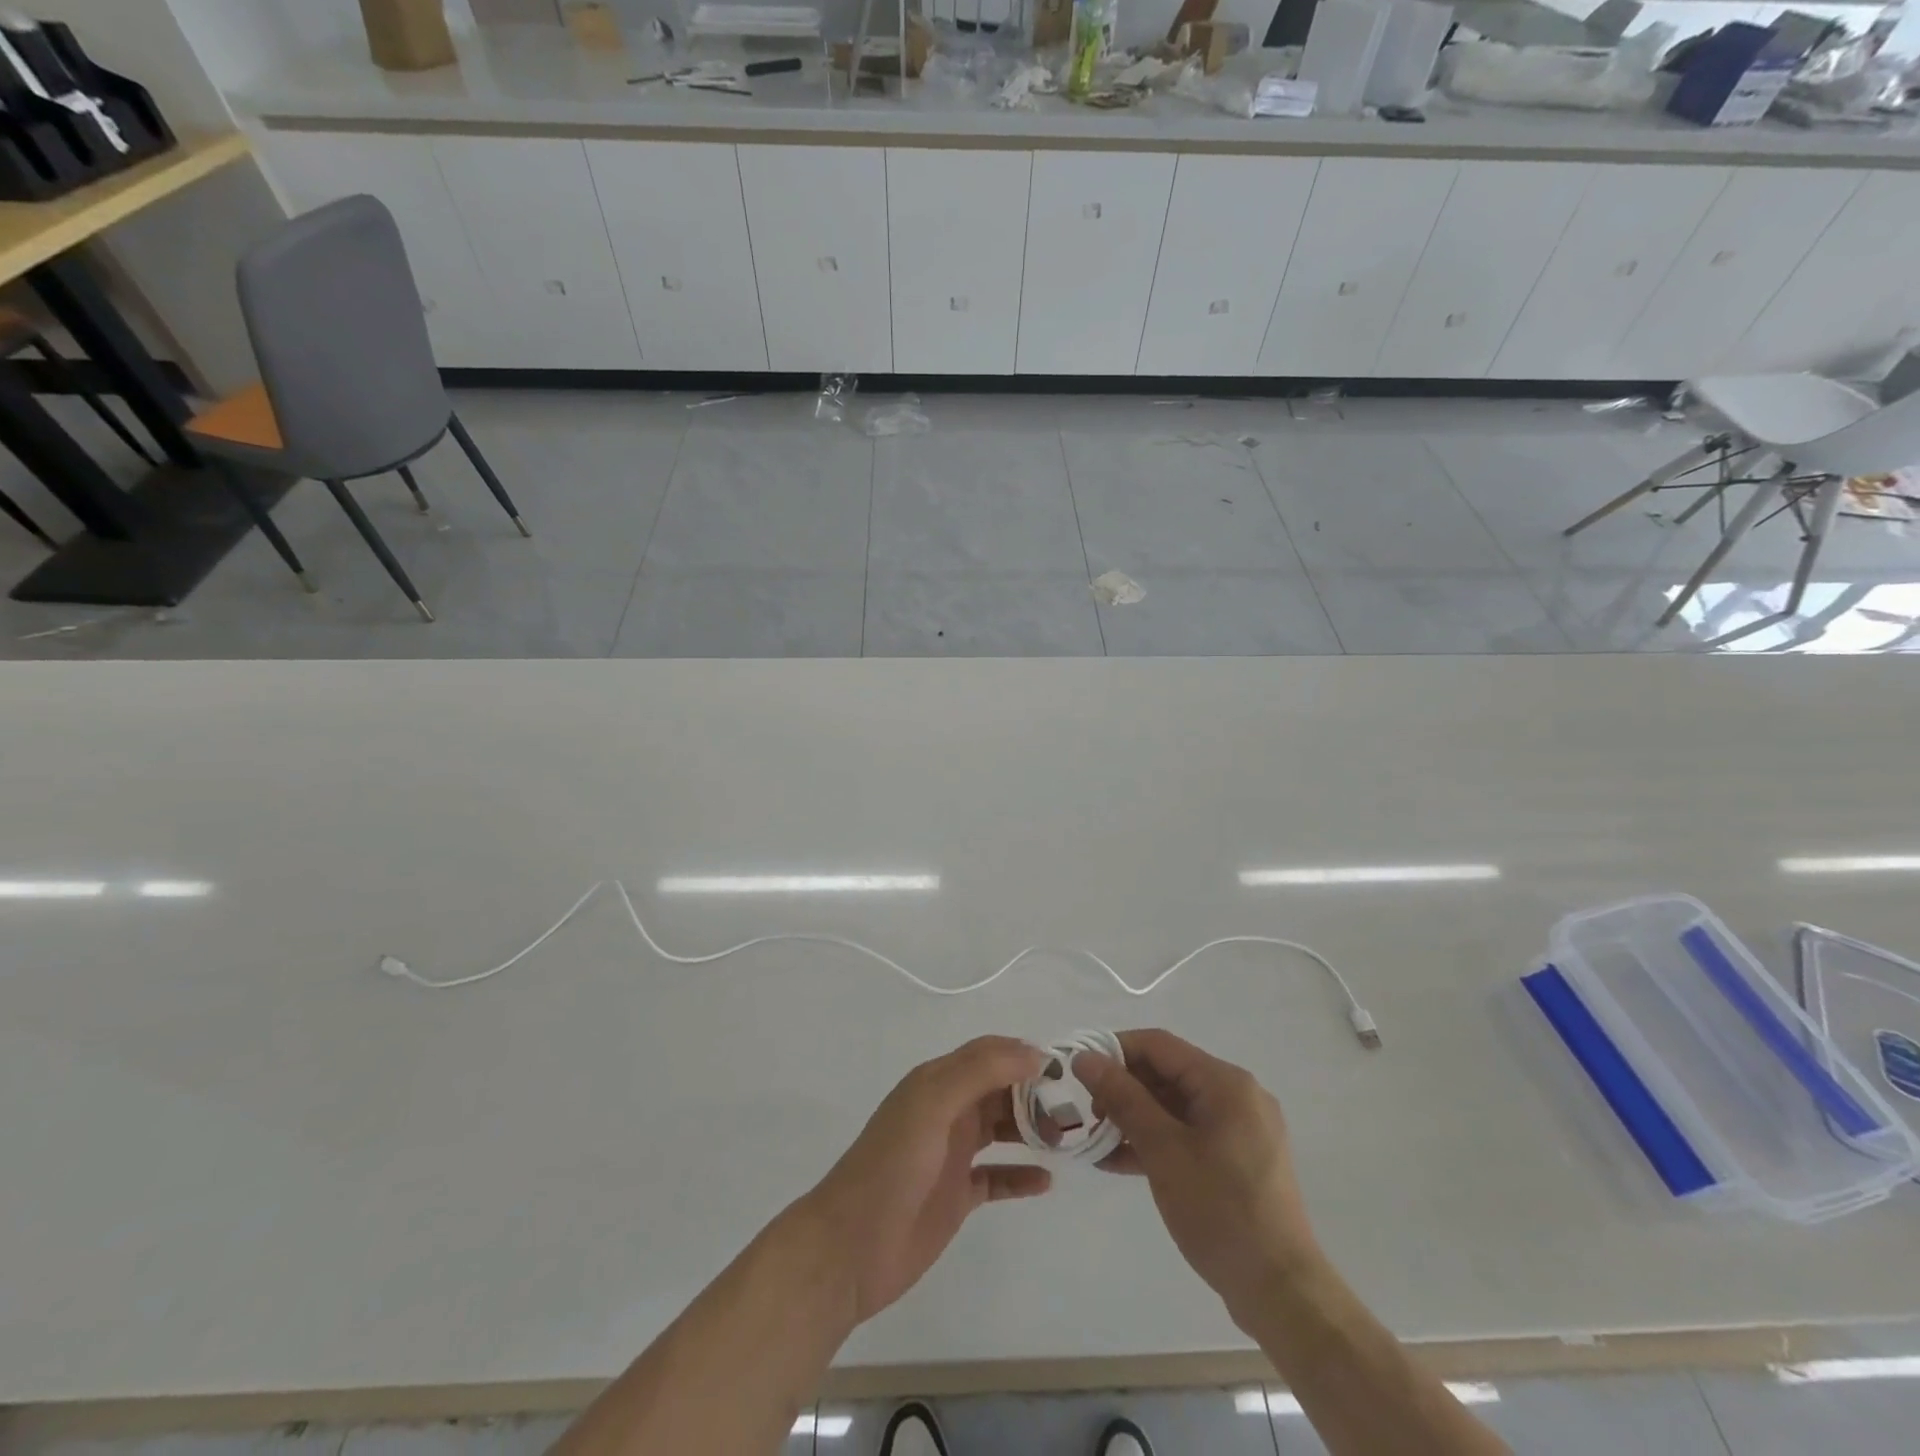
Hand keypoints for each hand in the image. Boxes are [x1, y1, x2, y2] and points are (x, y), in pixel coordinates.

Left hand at [801, 1036, 1051, 1325]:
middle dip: (1036, 1094)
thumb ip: (979, 1072)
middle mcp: (947, 1110)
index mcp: (937, 1082)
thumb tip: (1033, 1053)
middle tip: (1078, 1109)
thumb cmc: (891, 1167)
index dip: (1024, 1055)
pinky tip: (1046, 1181)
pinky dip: (1021, 1175)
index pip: (989, 1054)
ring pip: (1001, 1129)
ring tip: (1070, 1139)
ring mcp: (952, 1153)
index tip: (1067, 1069)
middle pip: (1000, 1090)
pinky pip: (997, 1176)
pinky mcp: (956, 1195)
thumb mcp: (932, 1105)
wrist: (849, 1249)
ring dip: (1033, 1130)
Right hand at [1075, 1030, 1321, 1324]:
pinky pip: (1189, 1134)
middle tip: (1088, 1114)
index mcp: (1226, 1083)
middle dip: (1124, 1089)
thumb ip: (1123, 1098)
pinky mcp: (1239, 1160)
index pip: (1159, 1045)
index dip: (1115, 1051)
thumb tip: (1085, 1058)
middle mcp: (1238, 1096)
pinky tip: (1120, 1161)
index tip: (1080, 1073)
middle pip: (1168, 1073)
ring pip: (1175, 1106)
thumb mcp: (1163, 1150)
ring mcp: (1241, 1129)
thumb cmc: (1221, 1211)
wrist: (1282, 1293)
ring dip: (1135, 1118)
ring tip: (1096, 1141)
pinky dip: (1157, 1141)